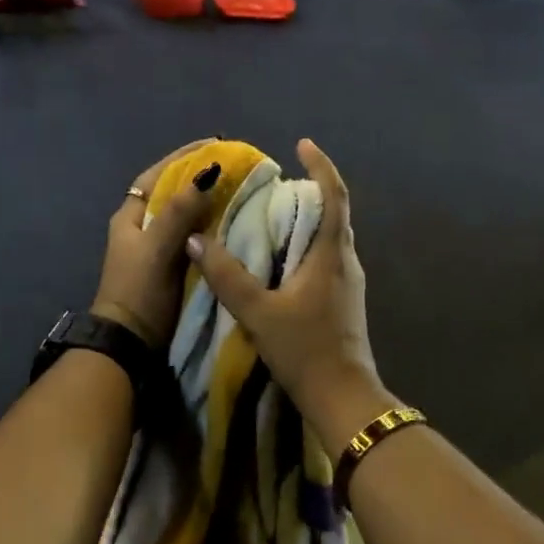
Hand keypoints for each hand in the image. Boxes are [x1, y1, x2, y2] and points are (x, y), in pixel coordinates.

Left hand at [91, 140, 224, 348]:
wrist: (131, 344)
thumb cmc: (139, 290)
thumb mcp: (157, 248)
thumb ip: (179, 212)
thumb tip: (206, 173)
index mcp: (131, 217)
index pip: (158, 176)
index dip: (183, 157)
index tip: (214, 144)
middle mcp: (144, 229)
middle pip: (175, 194)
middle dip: (202, 178)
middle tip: (237, 167)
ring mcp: (160, 250)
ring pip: (188, 216)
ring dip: (212, 203)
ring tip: (244, 190)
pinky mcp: (175, 269)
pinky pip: (198, 239)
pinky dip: (215, 229)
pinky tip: (238, 224)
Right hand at [184, 140, 390, 458]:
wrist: (342, 398)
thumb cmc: (305, 350)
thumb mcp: (259, 312)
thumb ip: (226, 276)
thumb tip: (196, 239)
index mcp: (332, 254)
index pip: (335, 196)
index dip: (321, 166)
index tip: (303, 144)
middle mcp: (346, 261)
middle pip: (333, 213)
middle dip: (309, 190)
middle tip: (275, 181)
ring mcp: (347, 283)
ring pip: (329, 237)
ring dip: (306, 218)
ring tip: (271, 213)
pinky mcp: (342, 300)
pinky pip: (324, 257)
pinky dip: (304, 244)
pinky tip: (278, 257)